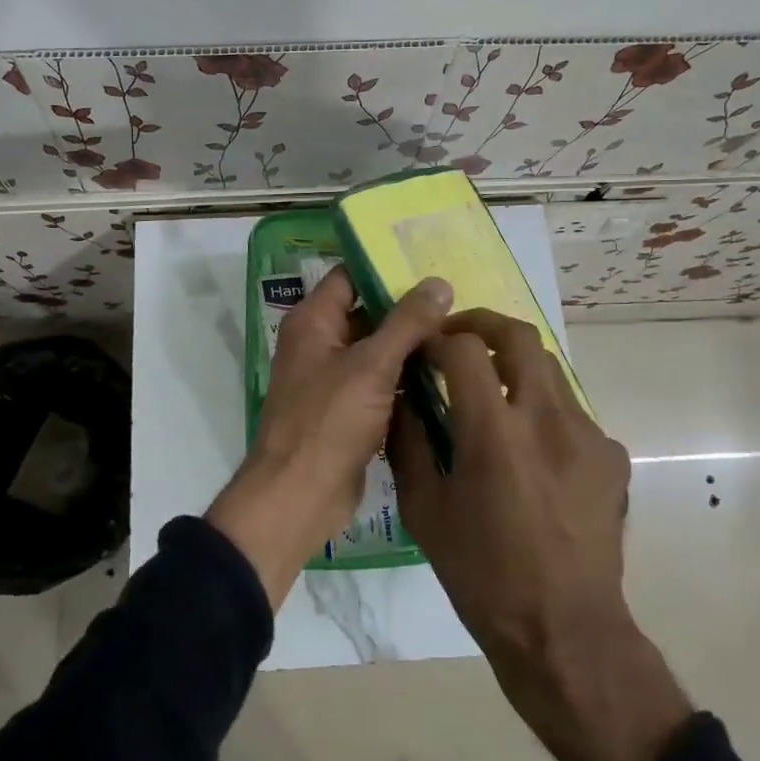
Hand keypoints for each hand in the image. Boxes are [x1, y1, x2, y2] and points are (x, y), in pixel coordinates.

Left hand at [206, 269, 452, 608]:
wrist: (299, 496)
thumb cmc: (328, 421)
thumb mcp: (371, 365)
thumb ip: (407, 322)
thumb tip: (439, 283)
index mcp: (313, 321)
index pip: (349, 275)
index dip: (386, 267)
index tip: (430, 264)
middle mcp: (318, 343)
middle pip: (366, 312)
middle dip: (407, 309)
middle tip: (457, 301)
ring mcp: (331, 378)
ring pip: (376, 350)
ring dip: (410, 345)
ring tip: (460, 334)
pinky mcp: (345, 410)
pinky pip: (378, 382)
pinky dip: (404, 377)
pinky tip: (444, 375)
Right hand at [389, 310, 690, 760]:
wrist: (564, 631)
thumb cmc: (481, 574)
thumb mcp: (424, 510)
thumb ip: (409, 442)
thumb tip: (402, 396)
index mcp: (494, 433)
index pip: (464, 349)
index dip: (437, 340)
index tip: (421, 351)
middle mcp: (546, 419)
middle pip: (518, 336)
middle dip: (481, 325)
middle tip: (456, 342)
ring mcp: (588, 434)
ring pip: (548, 368)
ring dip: (513, 365)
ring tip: (491, 391)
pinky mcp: (611, 455)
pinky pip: (571, 410)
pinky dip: (541, 408)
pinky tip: (529, 448)